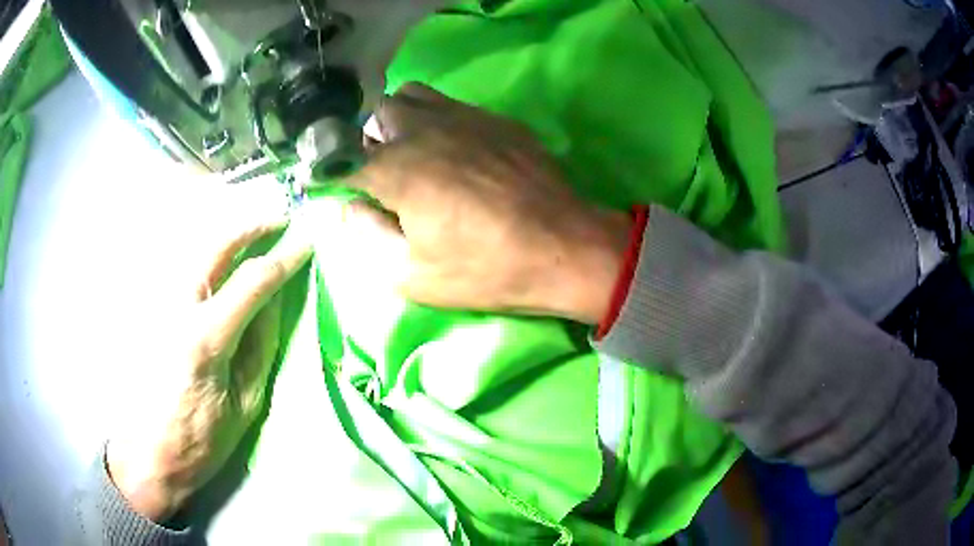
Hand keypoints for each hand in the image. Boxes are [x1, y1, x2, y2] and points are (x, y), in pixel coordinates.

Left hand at [107, 218, 311, 522]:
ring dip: (228, 237)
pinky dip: (207, 257)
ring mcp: (160, 306)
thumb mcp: (246, 402)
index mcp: (207, 337)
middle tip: (278, 221)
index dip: (283, 258)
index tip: (307, 242)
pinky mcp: (151, 313)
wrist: (153, 453)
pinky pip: (183, 272)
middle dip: (251, 228)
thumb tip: (273, 301)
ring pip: (196, 252)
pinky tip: (221, 263)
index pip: (252, 281)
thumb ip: (261, 346)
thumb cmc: (204, 439)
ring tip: (254, 236)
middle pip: (217, 247)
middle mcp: (178, 309)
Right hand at [344, 83, 630, 323]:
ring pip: (413, 96)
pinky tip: (459, 151)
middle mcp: (424, 130)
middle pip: (376, 112)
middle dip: (370, 138)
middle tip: (385, 171)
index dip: (334, 172)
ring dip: (402, 119)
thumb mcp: (412, 276)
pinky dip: (439, 120)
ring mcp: (464, 117)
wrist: (564, 248)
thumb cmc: (487, 270)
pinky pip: (452, 104)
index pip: (342, 156)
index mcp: (398, 169)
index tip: (341, 187)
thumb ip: (368, 237)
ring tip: (416, 151)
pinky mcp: (495, 119)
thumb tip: (354, 208)